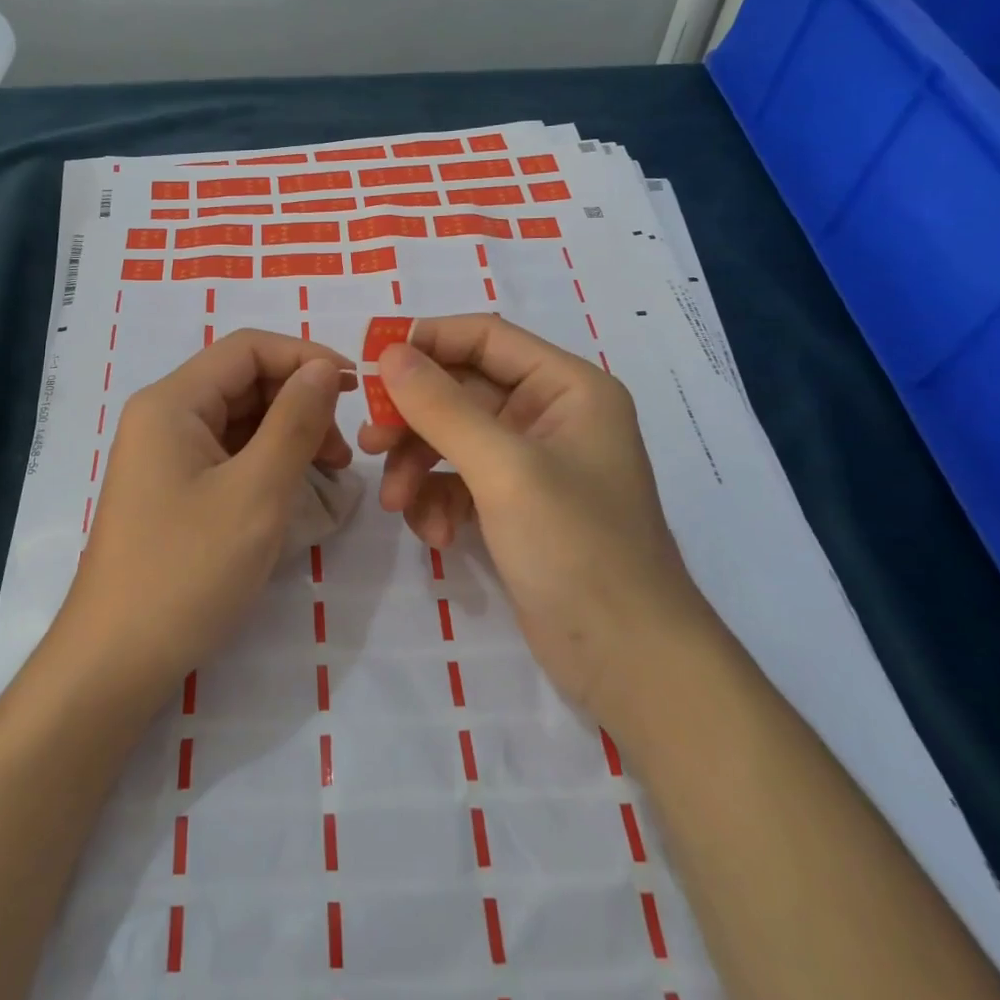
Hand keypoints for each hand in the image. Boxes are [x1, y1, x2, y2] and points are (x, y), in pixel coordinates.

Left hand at [55, 329, 355, 711]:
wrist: (116, 661)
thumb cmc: (187, 572)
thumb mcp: (256, 493)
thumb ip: (295, 422)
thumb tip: (326, 368)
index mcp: (172, 402)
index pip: (247, 348)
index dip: (306, 358)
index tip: (358, 390)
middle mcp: (163, 416)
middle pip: (243, 381)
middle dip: (300, 402)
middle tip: (344, 451)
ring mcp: (164, 454)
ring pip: (240, 420)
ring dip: (288, 434)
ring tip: (330, 474)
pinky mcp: (172, 488)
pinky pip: (228, 455)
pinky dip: (267, 463)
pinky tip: (297, 490)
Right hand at [358, 315, 714, 724]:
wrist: (629, 662)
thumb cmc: (577, 548)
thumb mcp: (504, 469)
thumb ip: (442, 407)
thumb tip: (388, 352)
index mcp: (567, 387)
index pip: (485, 337)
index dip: (426, 343)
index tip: (370, 367)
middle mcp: (550, 414)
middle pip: (461, 390)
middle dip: (413, 418)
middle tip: (369, 443)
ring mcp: (532, 462)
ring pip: (452, 437)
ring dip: (418, 465)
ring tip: (398, 504)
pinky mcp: (515, 505)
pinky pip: (459, 480)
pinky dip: (437, 500)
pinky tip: (434, 535)